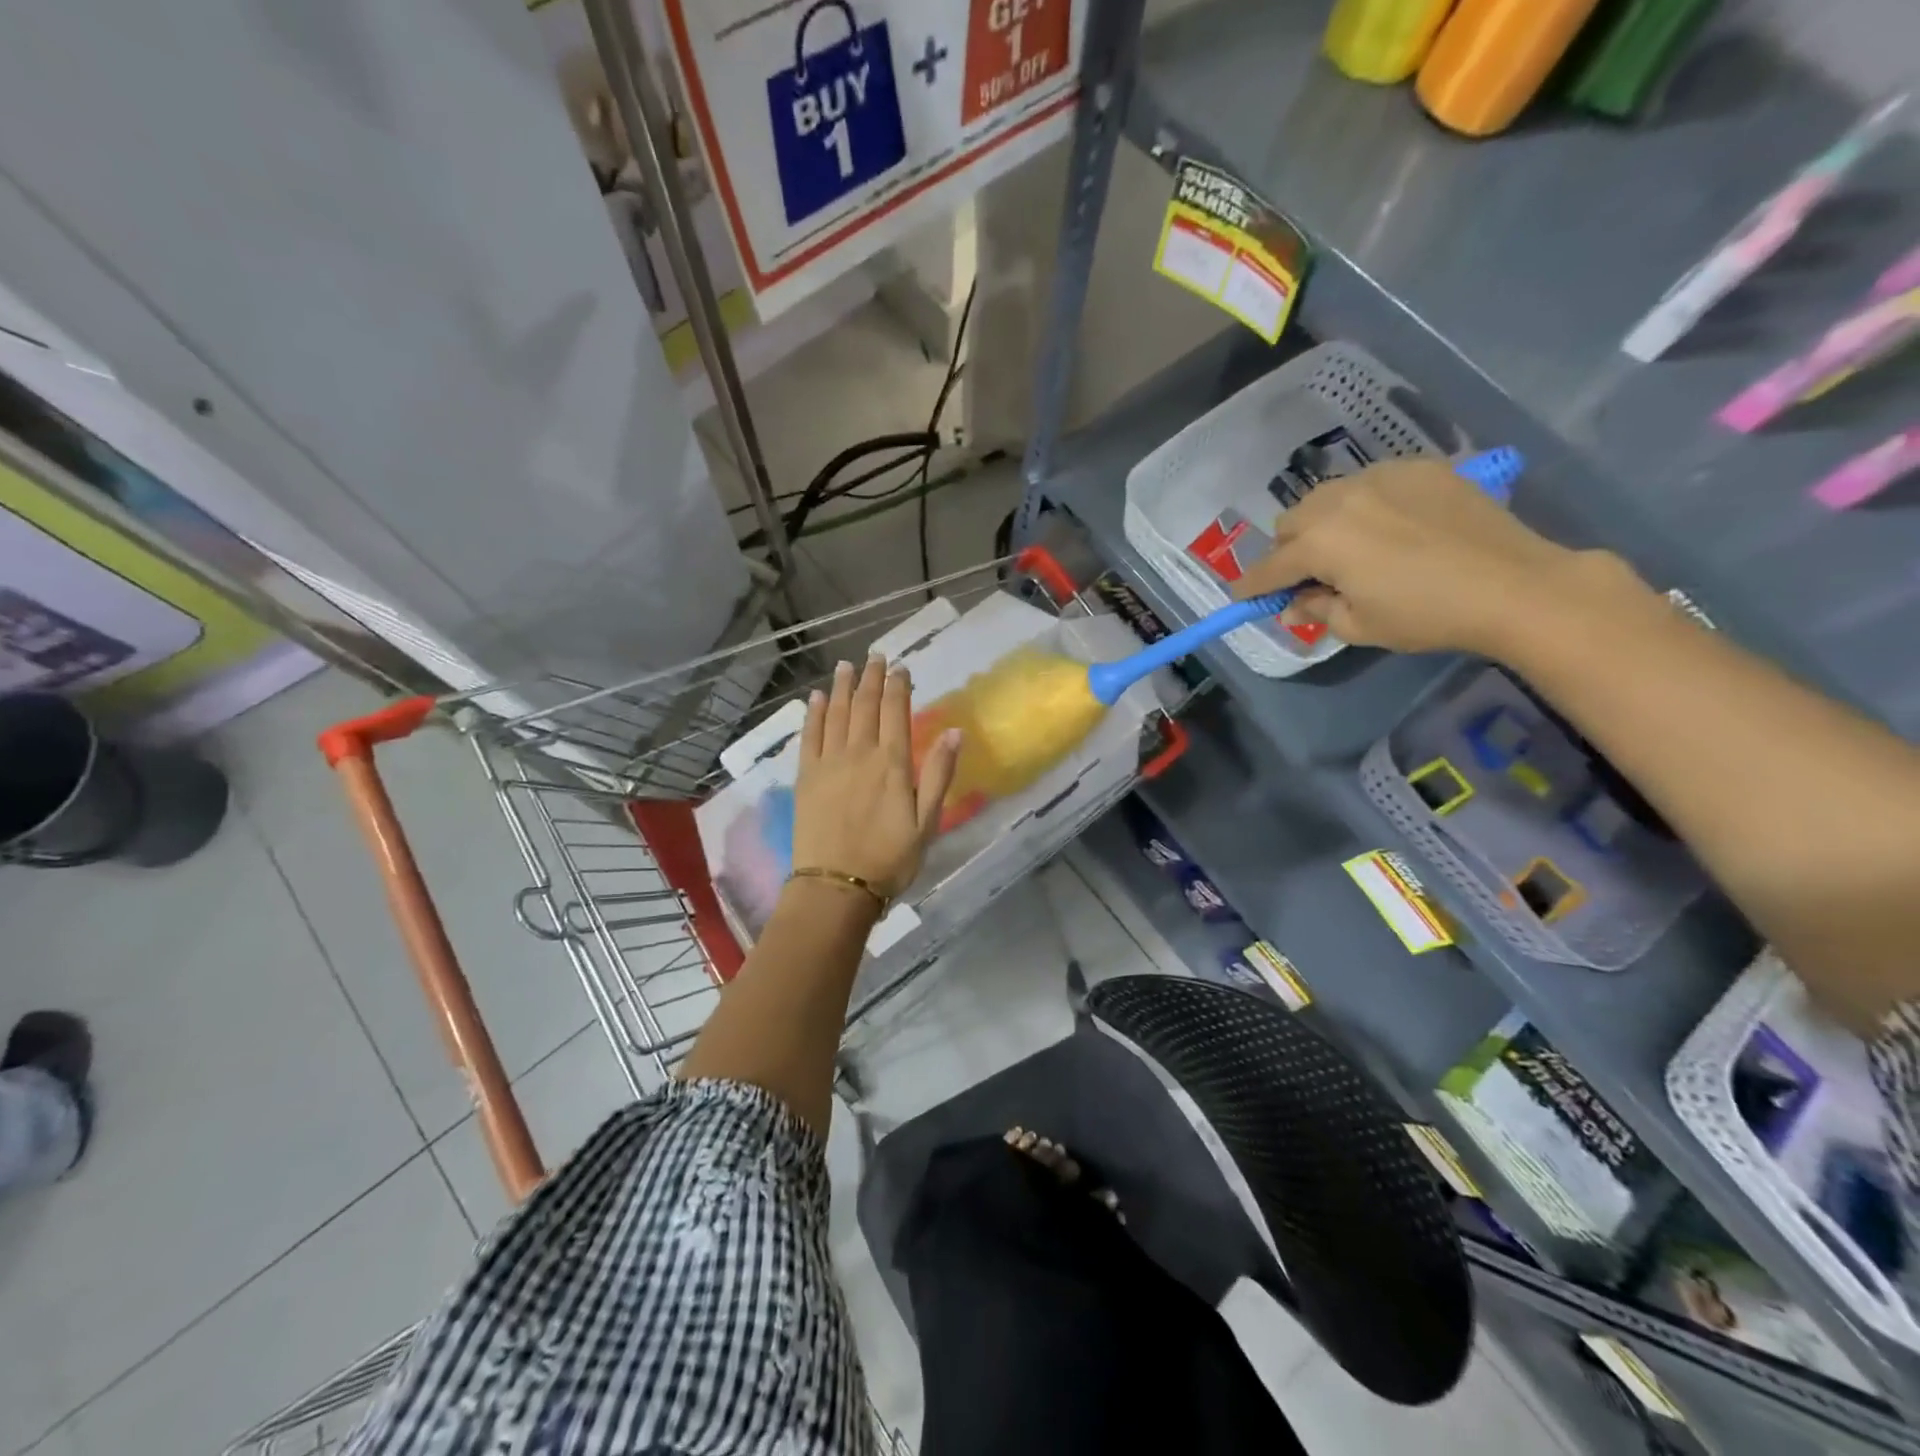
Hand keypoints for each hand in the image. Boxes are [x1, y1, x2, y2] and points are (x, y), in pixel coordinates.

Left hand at [793, 655, 961, 900]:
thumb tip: (955, 731)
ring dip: (843, 687)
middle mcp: (859, 753)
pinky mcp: (806, 776)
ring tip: (847, 665)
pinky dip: (814, 713)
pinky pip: (810, 736)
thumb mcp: (927, 821)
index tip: (901, 667)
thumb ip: (939, 774)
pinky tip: (817, 698)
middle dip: (872, 678)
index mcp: (892, 763)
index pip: (896, 712)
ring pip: (837, 713)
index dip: (899, 686)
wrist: (837, 886)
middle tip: (875, 656)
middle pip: (865, 705)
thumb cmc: (890, 858)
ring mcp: (828, 762)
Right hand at [1231, 459, 1611, 655]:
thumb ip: (1315, 610)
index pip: (1269, 567)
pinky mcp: (1419, 468)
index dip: (1252, 587)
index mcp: (1320, 542)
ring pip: (1326, 497)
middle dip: (1288, 551)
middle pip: (1290, 523)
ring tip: (1348, 547)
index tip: (1243, 599)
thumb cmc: (1426, 614)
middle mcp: (1340, 500)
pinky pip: (1370, 482)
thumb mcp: (1358, 626)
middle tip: (1309, 577)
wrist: (1514, 584)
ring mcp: (1381, 476)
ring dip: (1321, 523)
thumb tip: (1294, 603)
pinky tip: (1390, 527)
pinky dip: (1364, 505)